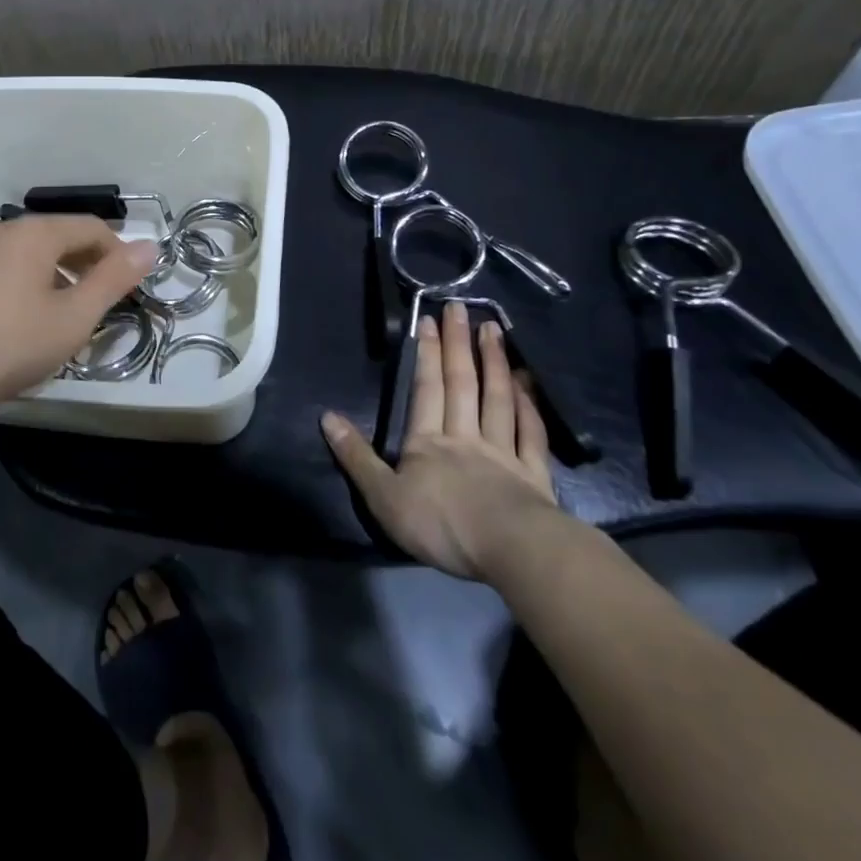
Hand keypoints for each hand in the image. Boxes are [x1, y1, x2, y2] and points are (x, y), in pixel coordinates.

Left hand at [0, 215, 157, 424]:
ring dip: (53, 278)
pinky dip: (21, 287)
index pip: (91, 227)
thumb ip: (114, 279)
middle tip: (99, 307)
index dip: (119, 254)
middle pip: (57, 237)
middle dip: (86, 266)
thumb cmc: (9, 345)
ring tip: (61, 320)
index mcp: (33, 233)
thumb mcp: (73, 318)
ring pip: (26, 256)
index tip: (131, 289)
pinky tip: (17, 325)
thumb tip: (151, 246)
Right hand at [322, 302, 557, 580]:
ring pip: (498, 399)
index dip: (426, 354)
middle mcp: (466, 437)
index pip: (426, 389)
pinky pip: (531, 434)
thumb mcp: (383, 497)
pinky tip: (527, 385)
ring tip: (493, 330)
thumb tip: (326, 417)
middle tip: (461, 308)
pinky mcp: (534, 476)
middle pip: (462, 384)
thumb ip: (356, 457)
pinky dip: (529, 406)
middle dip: (458, 344)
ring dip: (495, 363)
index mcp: (428, 443)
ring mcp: (504, 454)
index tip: (428, 319)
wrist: (512, 552)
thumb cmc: (442, 525)